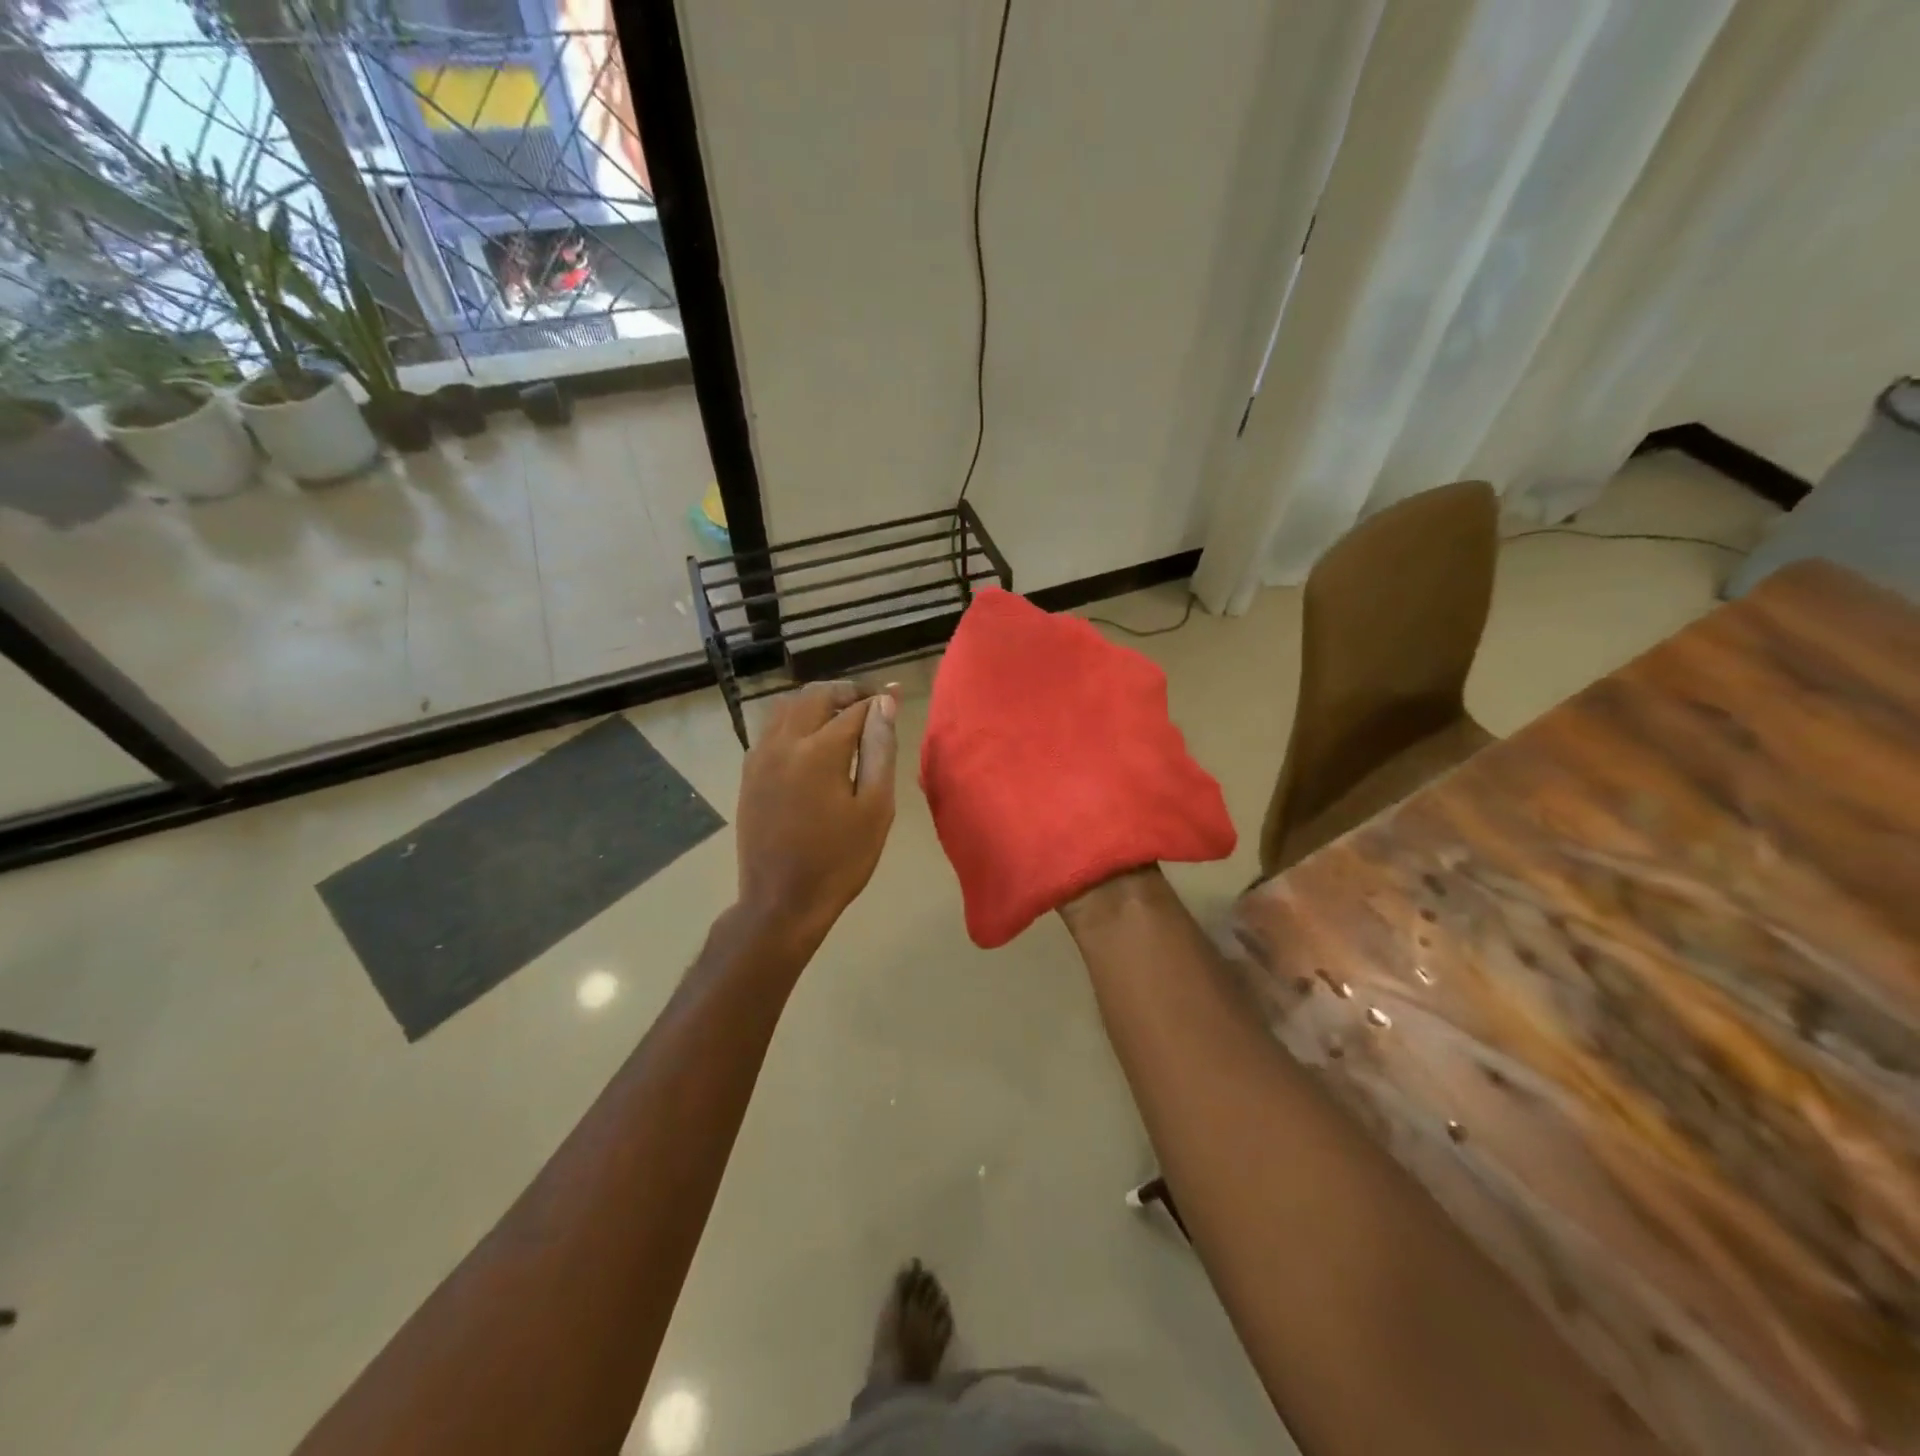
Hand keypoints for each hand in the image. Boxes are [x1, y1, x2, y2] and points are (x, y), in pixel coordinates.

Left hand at [734, 680, 898, 946]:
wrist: (782, 902)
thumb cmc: (840, 860)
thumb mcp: (875, 808)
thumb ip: (880, 749)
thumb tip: (885, 704)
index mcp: (819, 751)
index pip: (854, 708)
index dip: (878, 699)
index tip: (895, 693)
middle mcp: (784, 743)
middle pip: (815, 696)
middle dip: (845, 692)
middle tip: (870, 703)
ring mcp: (760, 757)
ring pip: (786, 707)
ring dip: (816, 703)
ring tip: (841, 717)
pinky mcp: (748, 773)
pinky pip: (771, 728)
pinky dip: (794, 720)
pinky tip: (811, 740)